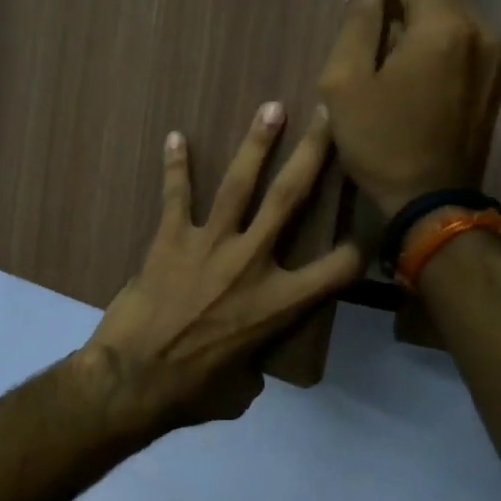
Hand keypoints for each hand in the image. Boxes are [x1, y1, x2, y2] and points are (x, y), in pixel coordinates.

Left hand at [76, 102, 362, 433]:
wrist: (133, 380)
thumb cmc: (191, 392)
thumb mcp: (241, 389)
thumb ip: (255, 365)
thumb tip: (249, 364)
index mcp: (280, 304)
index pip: (339, 268)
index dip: (360, 249)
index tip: (366, 232)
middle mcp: (252, 263)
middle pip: (291, 198)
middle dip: (313, 154)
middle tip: (325, 116)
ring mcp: (210, 245)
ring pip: (240, 184)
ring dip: (256, 144)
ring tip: (271, 108)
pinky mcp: (169, 240)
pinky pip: (176, 196)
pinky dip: (175, 167)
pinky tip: (175, 138)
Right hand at [318, 0, 500, 216]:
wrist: (435, 203)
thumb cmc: (381, 144)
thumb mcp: (345, 86)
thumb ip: (355, 28)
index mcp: (442, 27)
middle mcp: (480, 31)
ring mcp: (496, 58)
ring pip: (454, 15)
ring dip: (424, 12)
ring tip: (393, 27)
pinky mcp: (497, 81)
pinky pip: (464, 40)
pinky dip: (438, 35)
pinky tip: (414, 54)